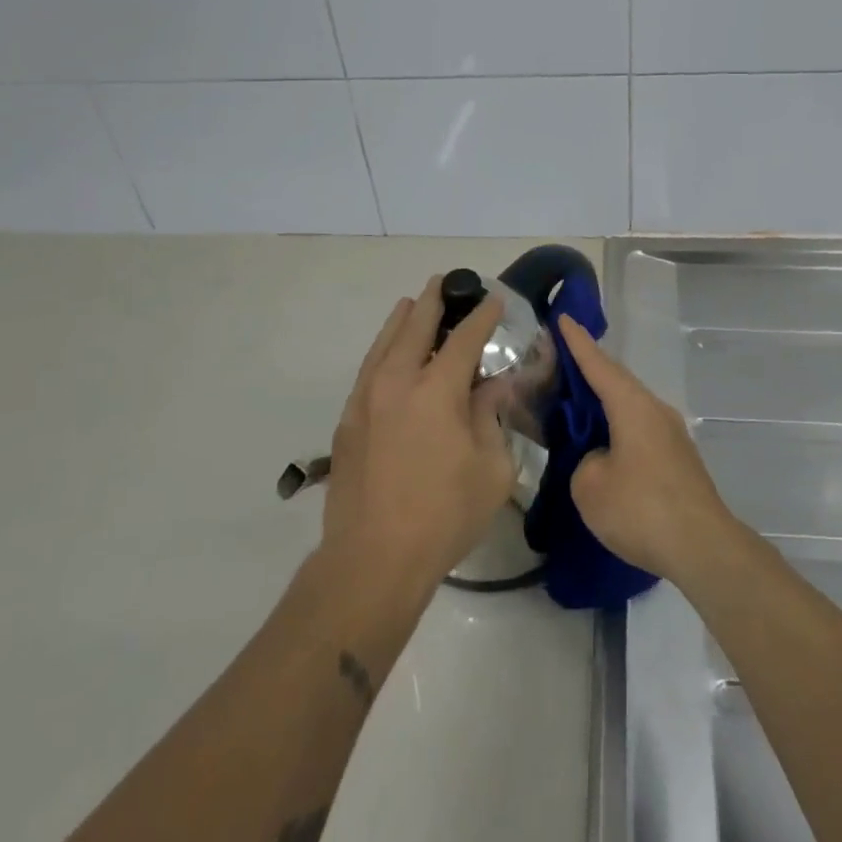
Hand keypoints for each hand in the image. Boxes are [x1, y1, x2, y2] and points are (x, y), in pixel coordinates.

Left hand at [320, 277, 514, 593]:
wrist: (373, 559)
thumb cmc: (444, 515)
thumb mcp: (491, 468)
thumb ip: (492, 417)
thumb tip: (492, 386)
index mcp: (436, 389)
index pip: (464, 338)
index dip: (482, 316)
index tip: (494, 299)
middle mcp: (397, 381)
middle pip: (415, 325)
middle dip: (433, 300)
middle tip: (445, 283)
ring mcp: (365, 398)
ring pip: (384, 342)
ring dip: (402, 319)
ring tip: (412, 303)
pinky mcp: (347, 420)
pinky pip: (368, 368)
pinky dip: (383, 350)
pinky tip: (389, 354)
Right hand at [559, 315, 736, 584]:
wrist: (704, 549)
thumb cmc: (642, 509)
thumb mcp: (590, 486)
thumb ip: (585, 462)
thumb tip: (601, 459)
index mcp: (632, 406)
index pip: (598, 365)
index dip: (577, 343)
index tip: (563, 319)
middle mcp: (655, 410)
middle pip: (616, 382)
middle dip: (588, 372)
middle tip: (559, 364)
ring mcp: (671, 435)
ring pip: (629, 408)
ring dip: (603, 404)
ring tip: (575, 406)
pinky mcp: (678, 460)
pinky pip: (639, 430)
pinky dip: (617, 428)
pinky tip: (603, 446)